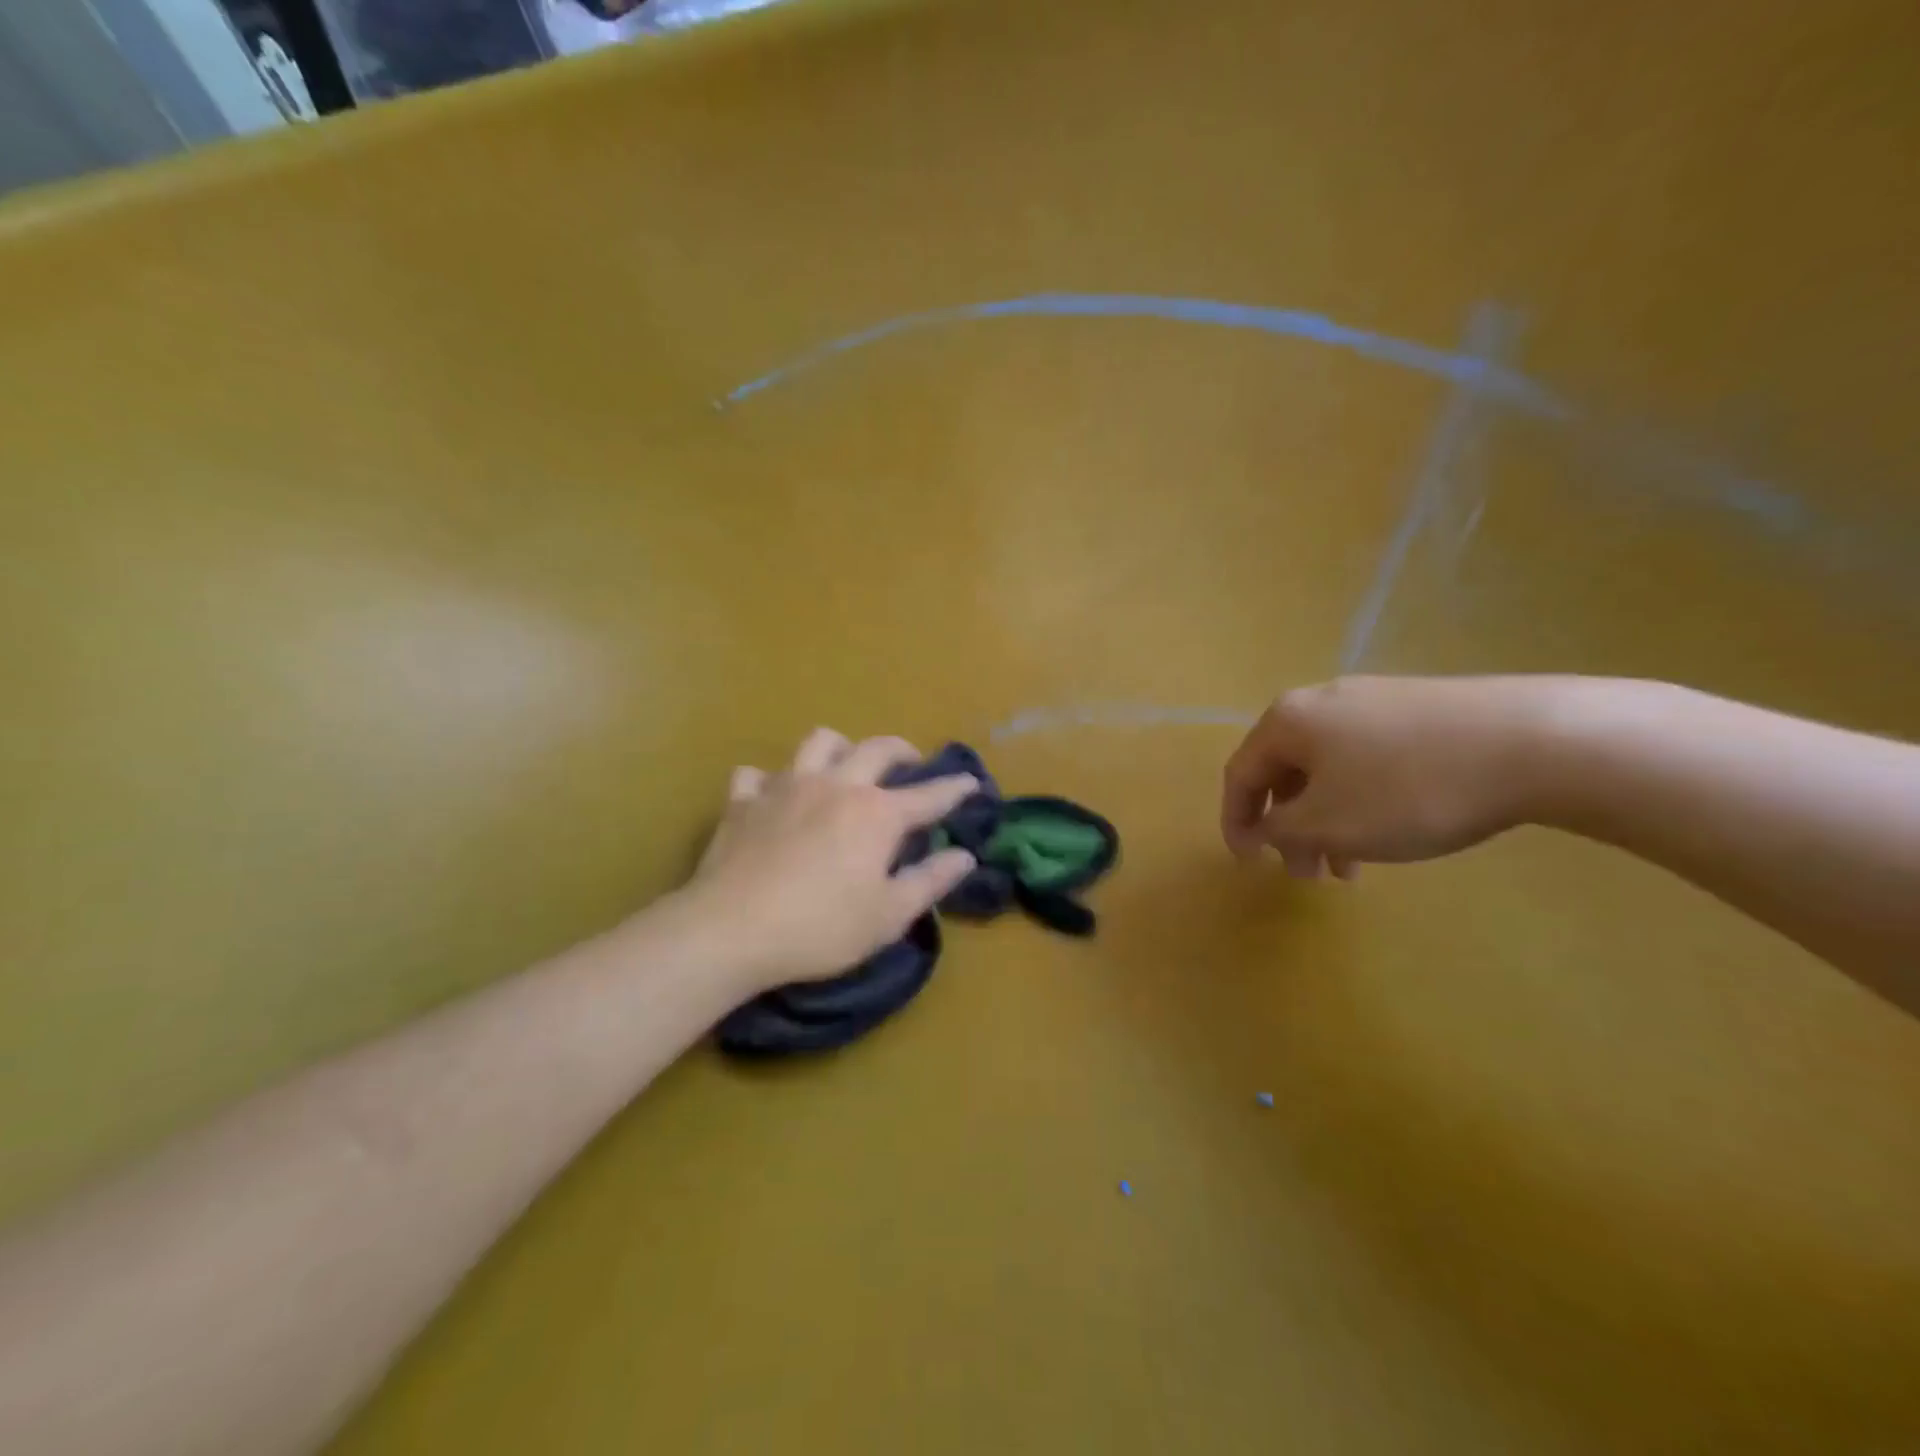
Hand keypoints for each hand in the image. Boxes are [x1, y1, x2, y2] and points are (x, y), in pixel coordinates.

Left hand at [681, 729, 979, 991]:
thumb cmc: (820, 928)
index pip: (928, 796)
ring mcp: (786, 786)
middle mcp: (836, 785)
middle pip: (876, 749)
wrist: (731, 930)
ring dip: (840, 748)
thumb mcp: (887, 915)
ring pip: (818, 743)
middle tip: (910, 762)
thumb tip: (965, 856)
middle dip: (901, 751)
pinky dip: (771, 780)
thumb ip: (930, 881)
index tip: (971, 782)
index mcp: (876, 813)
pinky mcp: (743, 800)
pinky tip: (773, 796)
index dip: (954, 788)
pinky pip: (758, 774)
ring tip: (845, 765)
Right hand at [1220, 675, 1549, 877]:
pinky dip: (1362, 801)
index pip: (1240, 773)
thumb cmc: (1407, 789)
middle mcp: (1321, 701)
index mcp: (1288, 720)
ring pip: (1329, 770)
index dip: (1235, 821)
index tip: (1247, 864)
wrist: (1534, 741)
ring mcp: (1374, 700)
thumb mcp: (1328, 823)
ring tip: (1351, 867)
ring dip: (1327, 821)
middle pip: (1285, 771)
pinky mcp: (1419, 709)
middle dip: (1288, 828)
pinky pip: (1367, 760)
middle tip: (1307, 874)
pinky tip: (1392, 829)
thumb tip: (1262, 826)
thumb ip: (1279, 829)